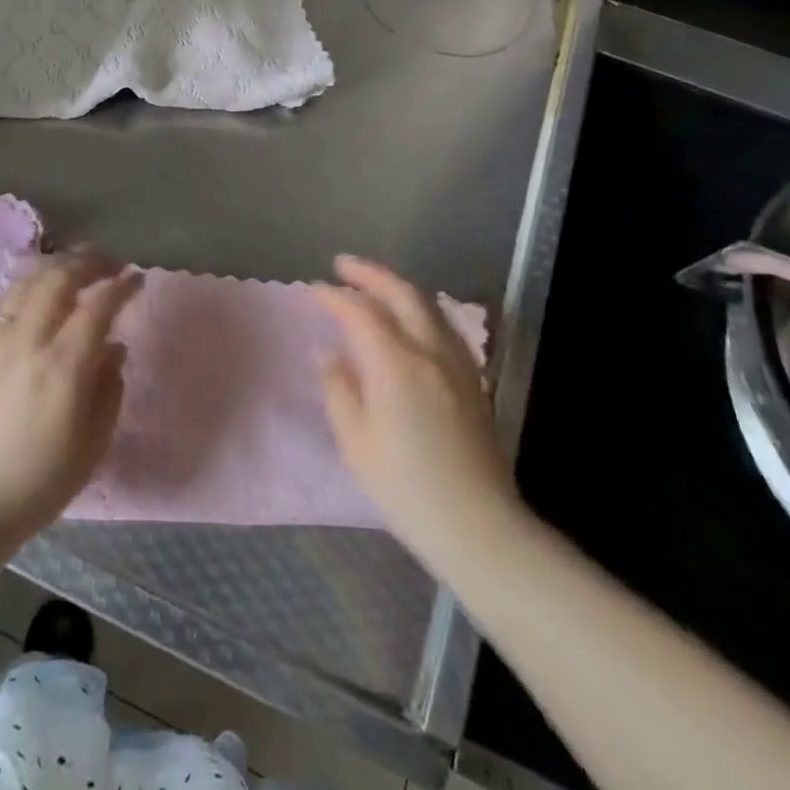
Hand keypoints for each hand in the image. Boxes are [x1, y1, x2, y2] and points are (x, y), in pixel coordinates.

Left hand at [0, 251, 140, 545]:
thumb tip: (115, 346)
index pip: (97, 306)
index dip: (121, 286)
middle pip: (59, 279)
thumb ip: (109, 390)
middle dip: (89, 261)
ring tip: (76, 268)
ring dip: (56, 267)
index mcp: (64, 369)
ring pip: (27, 283)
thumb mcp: (91, 447)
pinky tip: (34, 293)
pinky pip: (0, 302)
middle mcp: (27, 343)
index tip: (137, 278)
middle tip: (109, 262)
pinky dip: (24, 288)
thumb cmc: (37, 485)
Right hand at [314, 256, 531, 574]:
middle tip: (342, 265)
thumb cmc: (405, 488)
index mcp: (396, 364)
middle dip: (370, 274)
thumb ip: (339, 388)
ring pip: (428, 305)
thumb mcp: (356, 442)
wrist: (477, 525)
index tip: (312, 290)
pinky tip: (410, 318)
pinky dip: (419, 308)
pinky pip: (443, 325)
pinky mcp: (472, 379)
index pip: (360, 312)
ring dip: (397, 286)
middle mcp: (430, 352)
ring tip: (373, 284)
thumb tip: (328, 352)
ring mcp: (457, 363)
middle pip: (402, 293)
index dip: (333, 297)